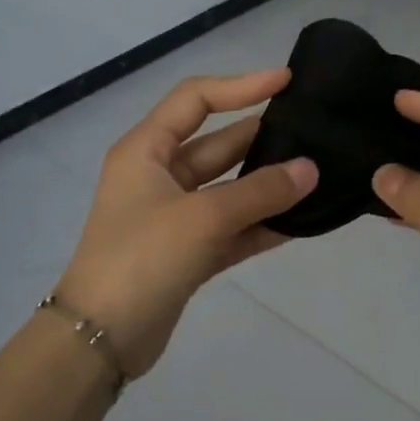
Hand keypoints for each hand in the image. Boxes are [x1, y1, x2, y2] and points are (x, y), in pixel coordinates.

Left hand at [56, 71, 316, 376]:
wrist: (101, 338)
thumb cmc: (143, 258)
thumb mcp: (203, 217)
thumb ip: (260, 191)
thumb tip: (311, 169)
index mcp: (146, 150)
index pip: (196, 100)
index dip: (241, 85)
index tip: (286, 83)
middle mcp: (159, 176)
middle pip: (218, 145)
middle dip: (262, 138)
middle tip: (314, 133)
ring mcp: (174, 216)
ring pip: (229, 189)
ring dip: (267, 185)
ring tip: (318, 175)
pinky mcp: (188, 252)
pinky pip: (232, 228)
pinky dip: (261, 225)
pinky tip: (300, 222)